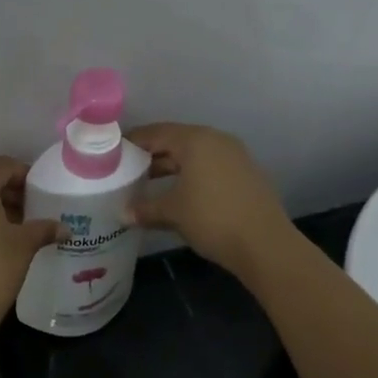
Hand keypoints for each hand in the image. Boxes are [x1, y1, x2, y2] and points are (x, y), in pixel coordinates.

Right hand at [126, 123, 294, 277]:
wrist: (264, 244)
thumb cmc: (211, 218)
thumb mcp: (172, 213)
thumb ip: (145, 209)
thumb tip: (123, 214)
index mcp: (196, 140)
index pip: (156, 133)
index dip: (132, 142)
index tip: (112, 153)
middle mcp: (216, 140)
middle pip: (176, 142)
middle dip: (151, 156)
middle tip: (127, 170)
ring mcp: (235, 157)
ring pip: (194, 156)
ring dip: (171, 168)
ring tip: (148, 184)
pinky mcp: (246, 175)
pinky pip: (210, 168)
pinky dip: (191, 176)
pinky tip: (179, 195)